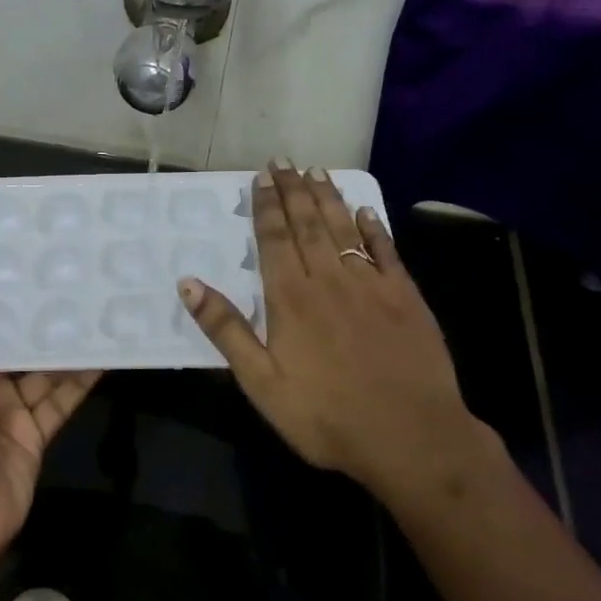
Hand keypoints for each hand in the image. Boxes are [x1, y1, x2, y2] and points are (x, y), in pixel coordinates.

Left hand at [0, 282, 99, 565]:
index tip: (25, 266)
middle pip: (15, 348)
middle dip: (38, 322)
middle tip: (70, 282)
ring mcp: (10, 413)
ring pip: (43, 372)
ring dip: (65, 348)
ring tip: (94, 311)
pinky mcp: (36, 435)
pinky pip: (61, 401)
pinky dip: (81, 382)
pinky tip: (104, 356)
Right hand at [177, 161, 494, 502]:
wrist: (412, 438)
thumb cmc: (327, 416)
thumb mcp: (261, 383)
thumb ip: (226, 330)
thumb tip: (188, 283)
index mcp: (291, 298)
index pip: (274, 238)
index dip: (266, 205)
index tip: (260, 177)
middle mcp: (329, 280)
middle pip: (307, 224)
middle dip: (293, 190)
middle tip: (284, 162)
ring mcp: (372, 285)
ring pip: (344, 229)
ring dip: (328, 198)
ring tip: (317, 171)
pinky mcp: (406, 298)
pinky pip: (386, 251)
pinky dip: (374, 228)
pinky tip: (365, 211)